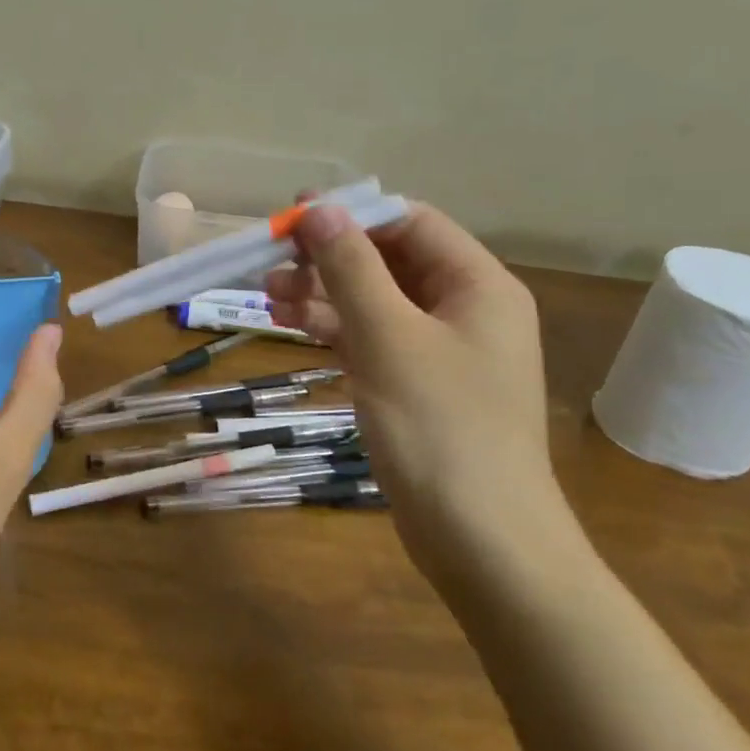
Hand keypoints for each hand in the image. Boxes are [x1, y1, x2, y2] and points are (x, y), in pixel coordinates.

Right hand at [264, 202, 579, 589]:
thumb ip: (351, 269)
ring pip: (375, 303)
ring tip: (267, 297)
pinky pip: (372, 341)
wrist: (482, 541)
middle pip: (389, 262)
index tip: (293, 217)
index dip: (351, 215)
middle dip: (329, 259)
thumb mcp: (388, 338)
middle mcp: (465, 310)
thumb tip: (319, 209)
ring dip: (323, 295)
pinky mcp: (417, 388)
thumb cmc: (440, 428)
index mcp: (478, 286)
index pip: (410, 224)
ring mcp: (441, 352)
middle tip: (271, 262)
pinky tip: (292, 327)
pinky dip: (334, 331)